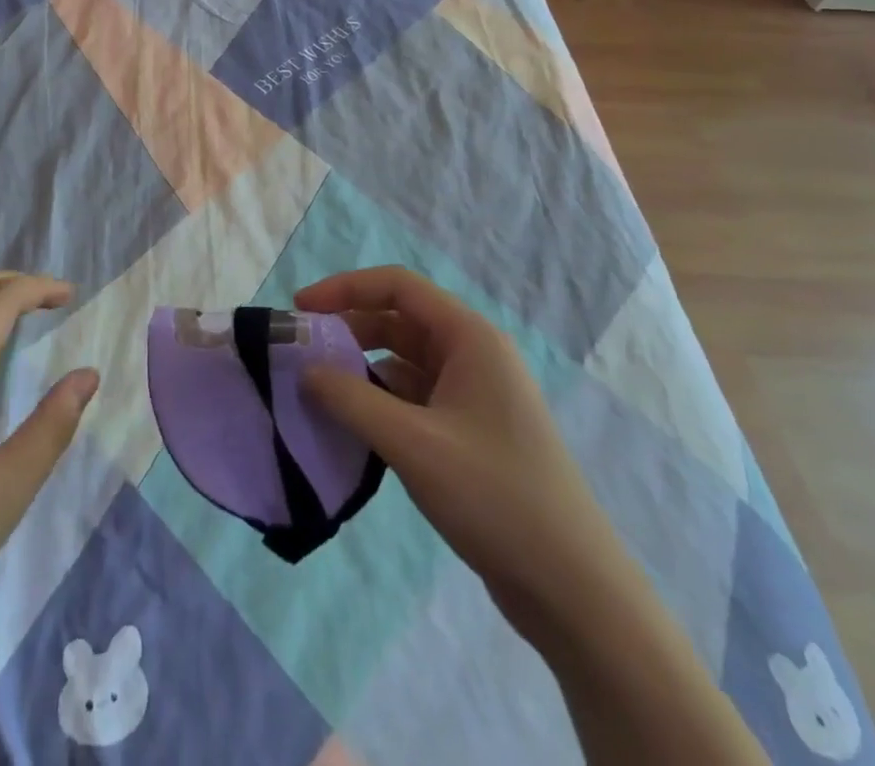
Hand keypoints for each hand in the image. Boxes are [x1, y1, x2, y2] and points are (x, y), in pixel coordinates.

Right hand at [295, 267, 625, 629]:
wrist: (573, 590)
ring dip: (362, 367)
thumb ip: (351, 400)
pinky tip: (352, 423)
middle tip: (304, 352)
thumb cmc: (495, 497)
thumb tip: (305, 371)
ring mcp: (474, 394)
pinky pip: (414, 396)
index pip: (397, 286)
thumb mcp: (412, 444)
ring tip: (319, 388)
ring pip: (404, 360)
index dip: (345, 288)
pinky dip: (380, 400)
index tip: (301, 308)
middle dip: (349, 328)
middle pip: (399, 319)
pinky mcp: (471, 431)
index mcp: (470, 338)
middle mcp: (473, 354)